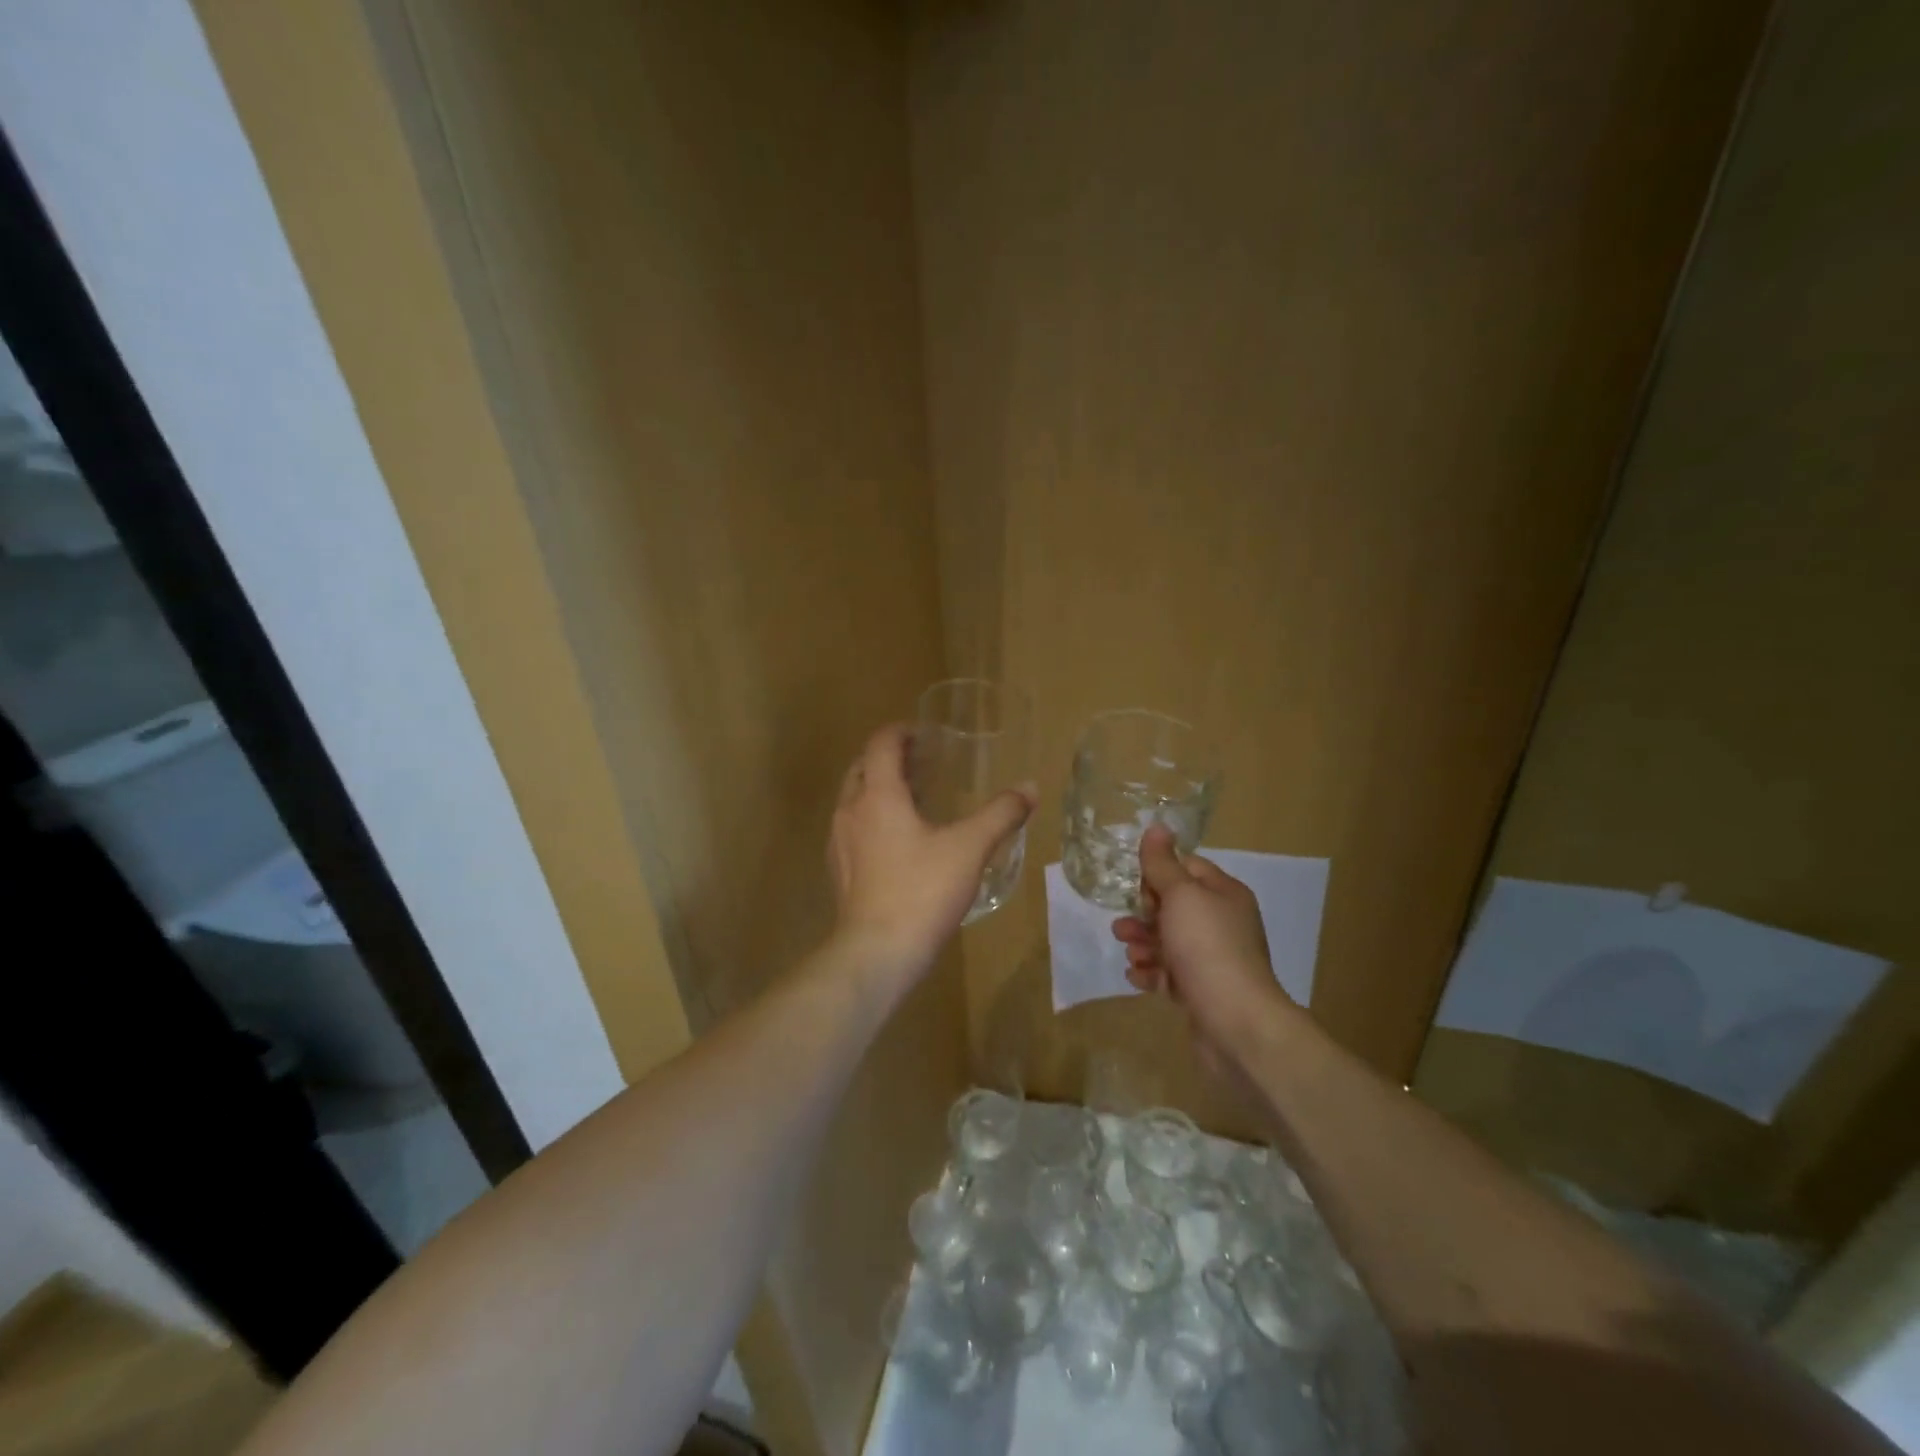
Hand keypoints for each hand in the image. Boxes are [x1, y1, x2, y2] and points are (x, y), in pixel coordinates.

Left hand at [828, 724, 1033, 975]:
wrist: (877, 953)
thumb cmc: (922, 891)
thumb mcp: (970, 849)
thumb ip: (1001, 815)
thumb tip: (1029, 788)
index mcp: (878, 796)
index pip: (880, 745)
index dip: (900, 732)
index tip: (924, 734)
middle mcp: (850, 811)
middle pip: (862, 767)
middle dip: (889, 759)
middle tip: (922, 763)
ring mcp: (839, 842)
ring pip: (854, 799)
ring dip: (878, 788)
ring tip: (914, 798)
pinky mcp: (839, 870)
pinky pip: (853, 828)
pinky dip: (872, 818)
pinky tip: (899, 842)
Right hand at [1111, 825, 1294, 1063]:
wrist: (1235, 1022)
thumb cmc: (1207, 947)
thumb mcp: (1181, 896)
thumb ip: (1163, 864)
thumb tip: (1156, 826)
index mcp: (1225, 894)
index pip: (1188, 868)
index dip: (1159, 873)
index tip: (1135, 886)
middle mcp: (1223, 923)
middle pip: (1175, 907)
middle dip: (1144, 913)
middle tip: (1123, 924)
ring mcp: (1214, 959)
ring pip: (1170, 942)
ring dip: (1144, 943)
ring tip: (1127, 952)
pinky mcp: (1203, 991)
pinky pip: (1171, 974)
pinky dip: (1152, 973)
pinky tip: (1136, 976)